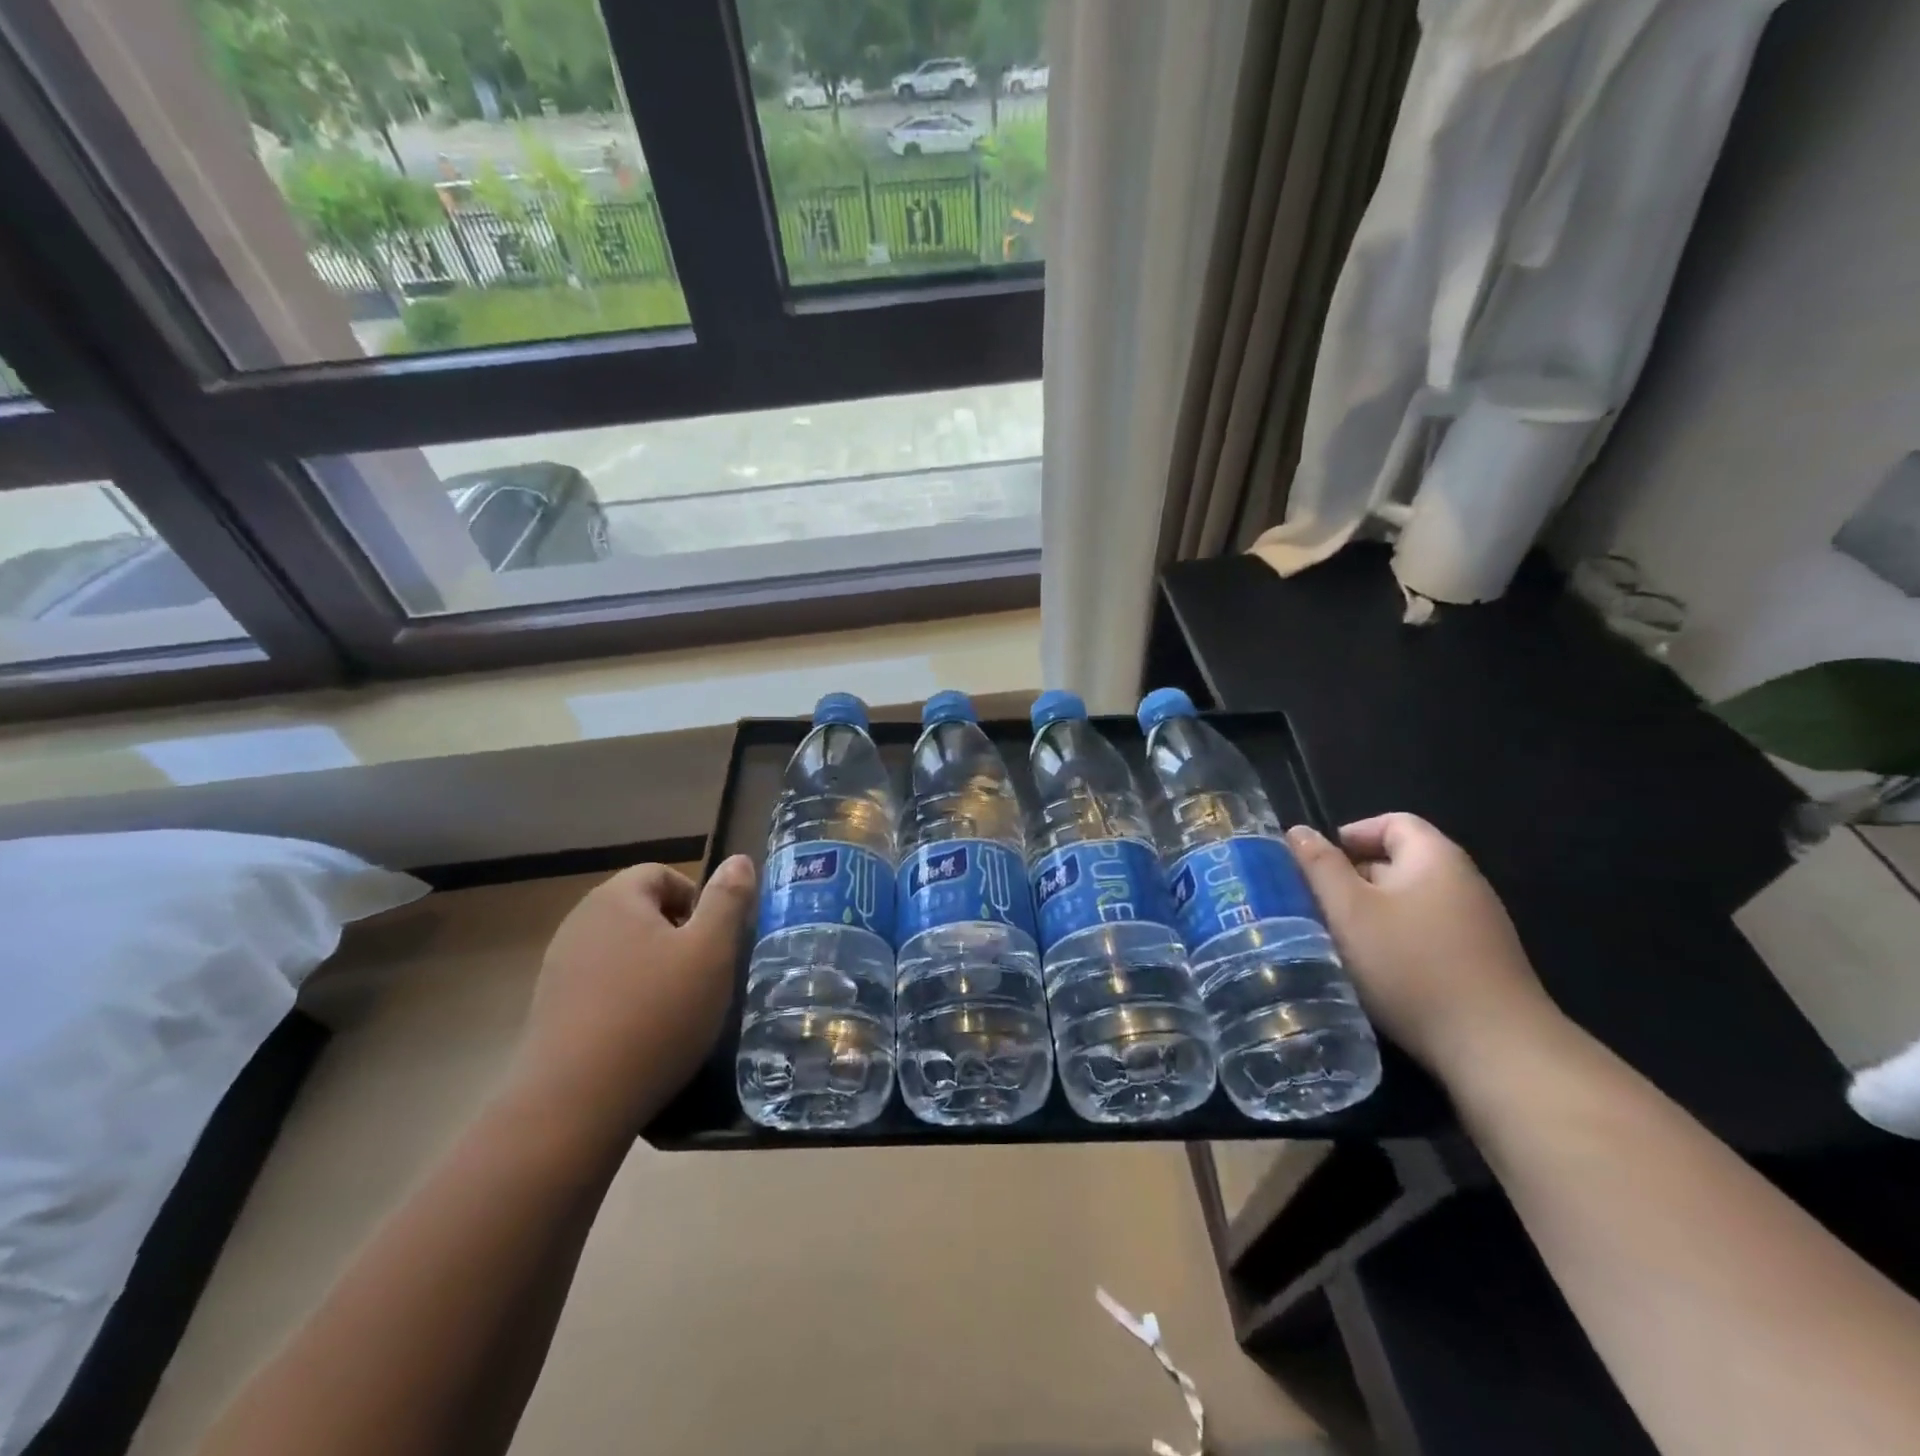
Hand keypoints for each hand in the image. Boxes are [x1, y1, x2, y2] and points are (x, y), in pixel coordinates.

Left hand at [507, 855, 755, 1139]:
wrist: (573, 1106)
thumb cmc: (655, 1015)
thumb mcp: (711, 951)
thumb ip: (728, 900)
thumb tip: (739, 859)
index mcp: (615, 898)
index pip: (662, 874)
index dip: (697, 899)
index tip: (715, 942)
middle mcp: (579, 923)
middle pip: (641, 911)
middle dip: (677, 936)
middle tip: (703, 975)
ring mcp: (558, 968)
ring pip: (622, 951)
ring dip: (653, 970)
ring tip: (677, 1009)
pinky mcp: (550, 1011)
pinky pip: (601, 987)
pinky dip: (627, 1000)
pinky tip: (643, 1036)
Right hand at [1284, 815, 1560, 1077]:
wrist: (1496, 1049)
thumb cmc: (1412, 966)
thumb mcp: (1350, 911)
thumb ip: (1320, 866)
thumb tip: (1298, 831)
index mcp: (1436, 859)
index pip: (1393, 823)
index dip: (1351, 834)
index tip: (1317, 864)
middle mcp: (1463, 884)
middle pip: (1399, 863)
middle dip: (1353, 879)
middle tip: (1316, 906)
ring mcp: (1478, 927)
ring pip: (1409, 904)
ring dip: (1370, 916)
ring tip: (1337, 941)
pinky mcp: (1480, 964)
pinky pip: (1426, 936)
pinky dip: (1394, 943)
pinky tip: (1374, 972)